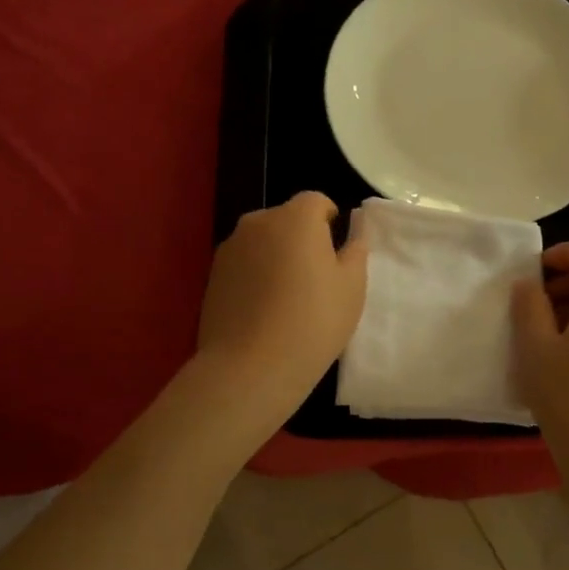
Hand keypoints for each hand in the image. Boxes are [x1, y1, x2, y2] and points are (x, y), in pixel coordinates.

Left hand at [196, 192, 368, 424]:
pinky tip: (263, 310)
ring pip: (263, 241)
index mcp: (296, 217)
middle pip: (286, 219)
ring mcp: (230, 248)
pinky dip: (256, 275)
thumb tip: (355, 230)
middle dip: (302, 238)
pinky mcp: (212, 275)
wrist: (249, 368)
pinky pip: (244, 264)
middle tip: (315, 279)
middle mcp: (258, 222)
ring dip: (277, 256)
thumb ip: (356, 249)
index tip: (336, 253)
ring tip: (287, 298)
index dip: (330, 221)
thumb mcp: (352, 287)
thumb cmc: (313, 322)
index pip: (316, 201)